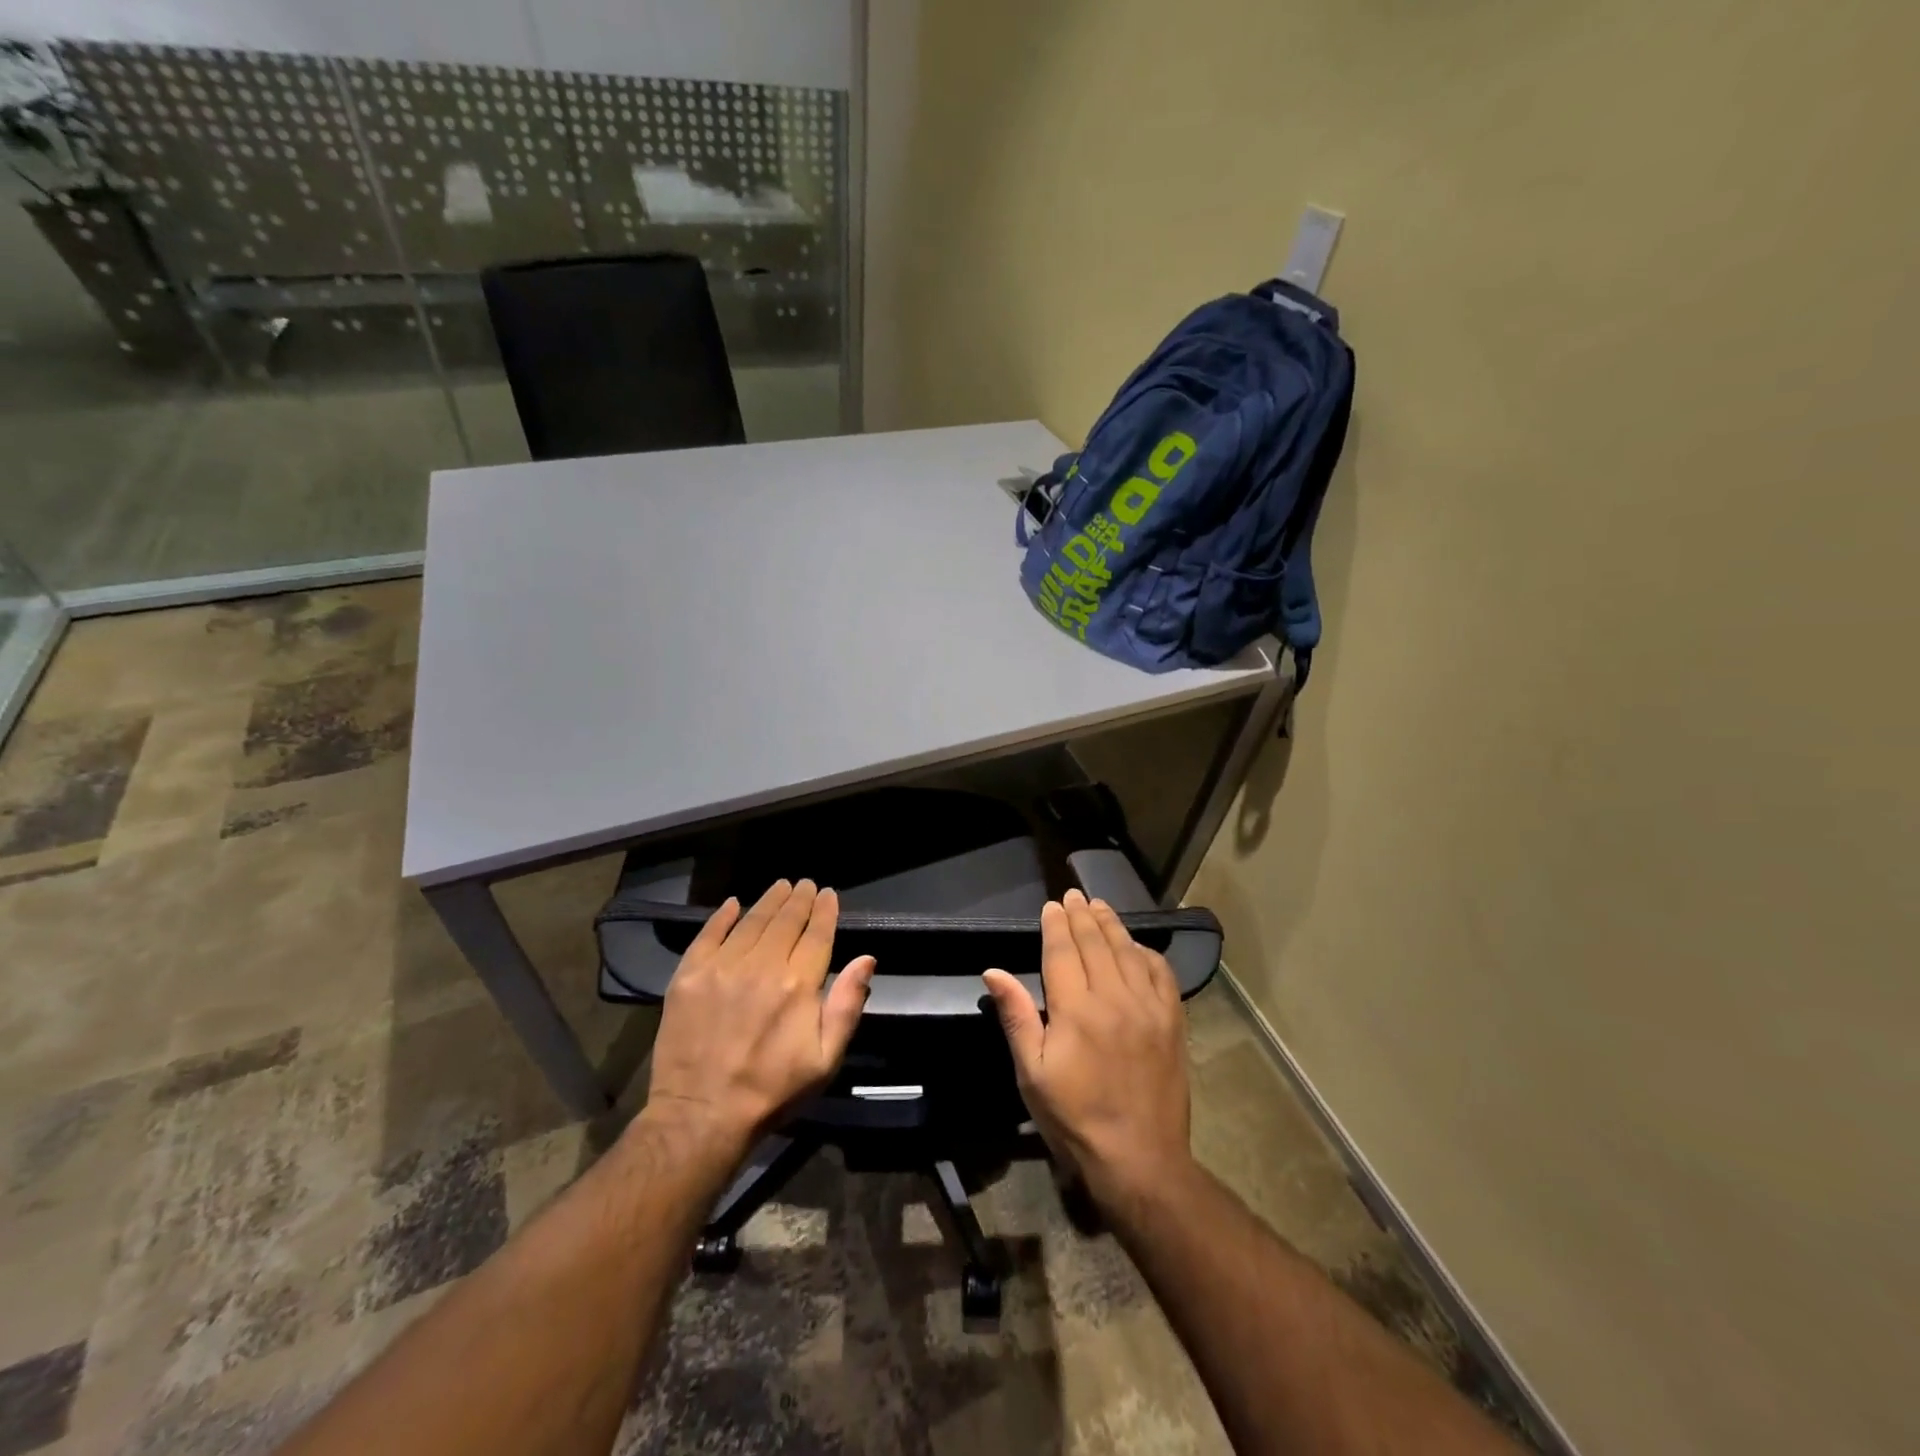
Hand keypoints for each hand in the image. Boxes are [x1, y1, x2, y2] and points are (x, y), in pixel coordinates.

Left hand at [640, 880, 875, 1160]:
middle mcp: (761, 966)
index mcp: (798, 984)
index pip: (817, 934)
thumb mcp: (825, 1059)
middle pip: (785, 921)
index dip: (824, 911)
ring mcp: (721, 968)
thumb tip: (867, 958)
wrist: (702, 1116)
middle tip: (805, 884)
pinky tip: (733, 904)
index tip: (828, 894)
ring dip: (768, 901)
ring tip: (780, 887)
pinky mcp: (688, 976)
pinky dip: (722, 916)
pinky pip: (708, 935)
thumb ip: (847, 1005)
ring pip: (751, 921)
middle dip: (799, 899)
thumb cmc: (772, 1090)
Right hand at [982, 889, 1191, 1207]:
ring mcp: (1148, 1008)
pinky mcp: (1172, 1022)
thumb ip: (1017, 1017)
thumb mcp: (1032, 1073)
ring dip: (1112, 925)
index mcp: (1076, 1010)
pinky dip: (1147, 953)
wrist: (1140, 1158)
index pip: (1063, 952)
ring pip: (1128, 951)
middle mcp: (1114, 998)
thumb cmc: (1075, 1118)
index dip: (1056, 925)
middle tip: (1074, 895)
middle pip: (1096, 943)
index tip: (1052, 905)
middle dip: (1082, 915)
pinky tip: (1137, 946)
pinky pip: (1162, 974)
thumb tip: (994, 971)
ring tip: (1100, 906)